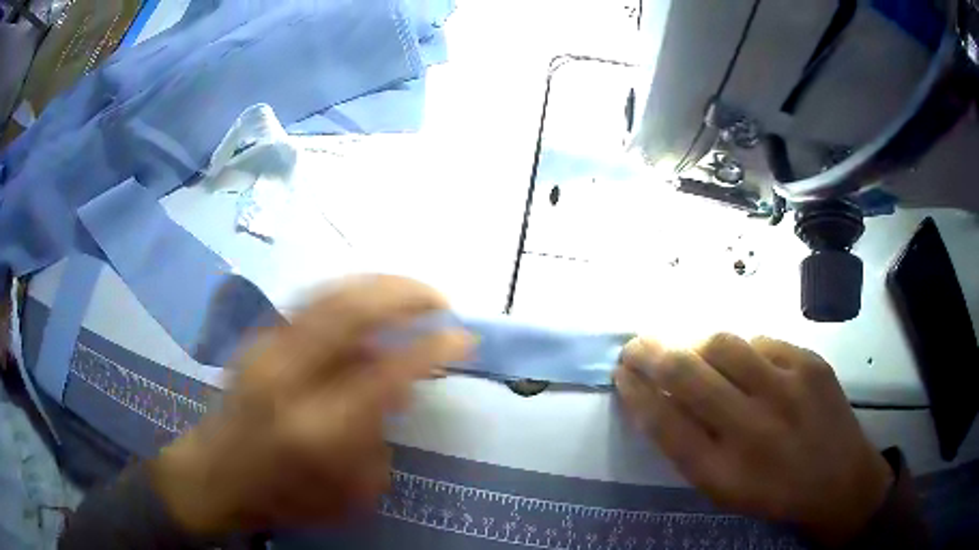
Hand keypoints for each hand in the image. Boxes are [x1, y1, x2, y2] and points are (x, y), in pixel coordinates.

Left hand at [150, 275, 471, 534]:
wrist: (213, 476)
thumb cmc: (283, 497)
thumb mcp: (349, 492)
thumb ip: (379, 437)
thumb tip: (398, 386)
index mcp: (317, 429)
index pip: (386, 373)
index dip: (432, 348)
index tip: (462, 337)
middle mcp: (289, 377)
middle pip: (352, 311)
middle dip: (406, 294)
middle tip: (439, 300)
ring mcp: (267, 350)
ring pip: (329, 294)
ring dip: (378, 286)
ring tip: (410, 293)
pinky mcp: (257, 340)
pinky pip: (311, 301)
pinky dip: (349, 294)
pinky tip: (367, 304)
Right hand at [615, 335, 893, 545]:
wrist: (839, 480)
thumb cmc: (774, 493)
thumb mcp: (723, 489)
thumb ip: (688, 447)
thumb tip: (657, 397)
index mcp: (722, 471)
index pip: (663, 420)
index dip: (636, 390)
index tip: (621, 372)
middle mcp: (752, 428)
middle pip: (686, 373)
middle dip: (650, 352)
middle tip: (637, 345)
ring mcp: (787, 389)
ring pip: (721, 343)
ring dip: (694, 343)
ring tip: (690, 350)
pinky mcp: (811, 363)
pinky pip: (761, 341)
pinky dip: (742, 350)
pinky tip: (745, 364)